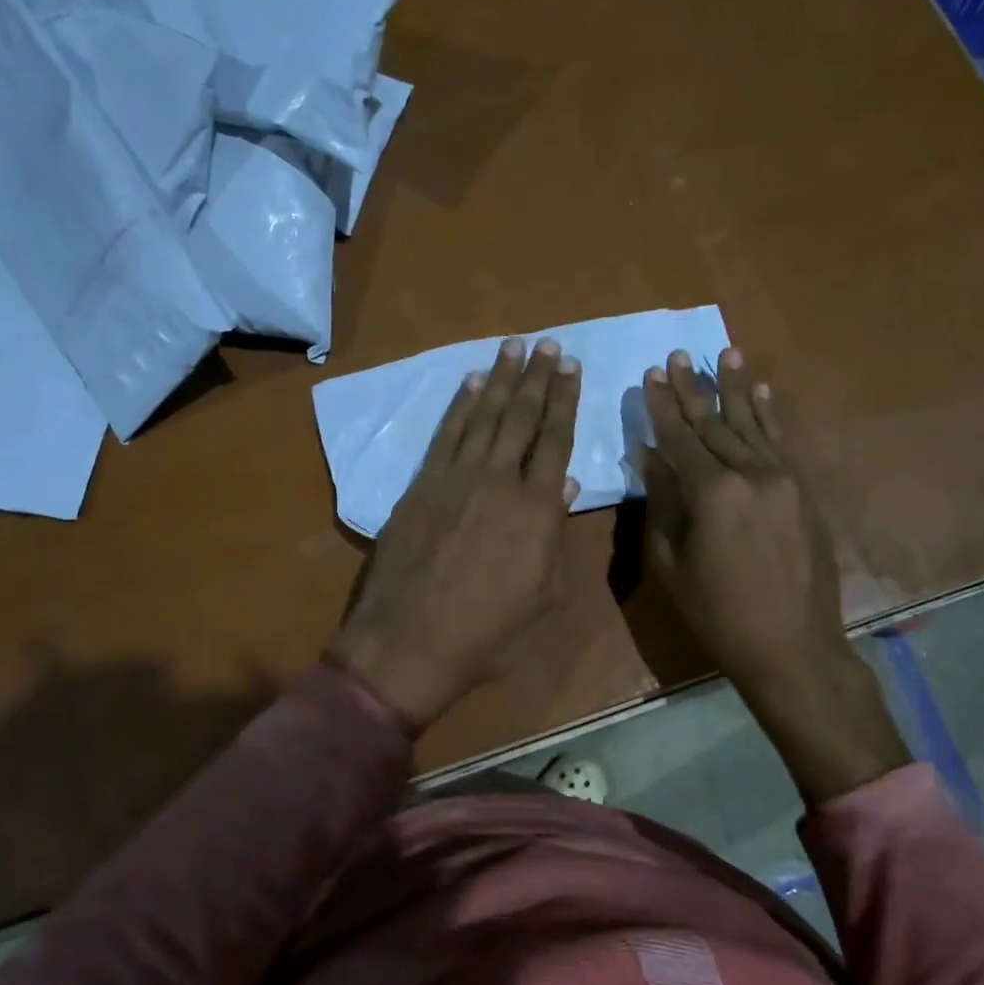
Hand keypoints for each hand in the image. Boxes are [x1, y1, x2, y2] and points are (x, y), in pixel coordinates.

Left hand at [329, 337, 580, 729]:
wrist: (411, 640)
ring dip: (501, 379)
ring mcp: (456, 478)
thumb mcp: (543, 595)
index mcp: (537, 509)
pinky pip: (446, 434)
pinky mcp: (421, 484)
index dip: (565, 401)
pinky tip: (471, 382)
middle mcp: (499, 480)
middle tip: (549, 344)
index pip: (556, 440)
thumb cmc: (488, 632)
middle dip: (538, 377)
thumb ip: (555, 536)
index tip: (572, 368)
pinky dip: (459, 405)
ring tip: (514, 347)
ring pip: (484, 416)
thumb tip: (563, 483)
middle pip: (522, 417)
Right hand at [642, 348, 908, 800]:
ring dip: (735, 388)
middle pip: (715, 424)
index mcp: (713, 493)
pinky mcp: (804, 491)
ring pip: (752, 424)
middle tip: (677, 355)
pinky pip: (782, 443)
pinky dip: (769, 415)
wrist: (792, 645)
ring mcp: (784, 479)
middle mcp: (752, 474)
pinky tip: (761, 391)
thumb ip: (662, 504)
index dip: (662, 407)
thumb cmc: (718, 614)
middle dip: (693, 390)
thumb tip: (651, 457)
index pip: (680, 438)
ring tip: (724, 352)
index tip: (650, 374)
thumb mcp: (672, 564)